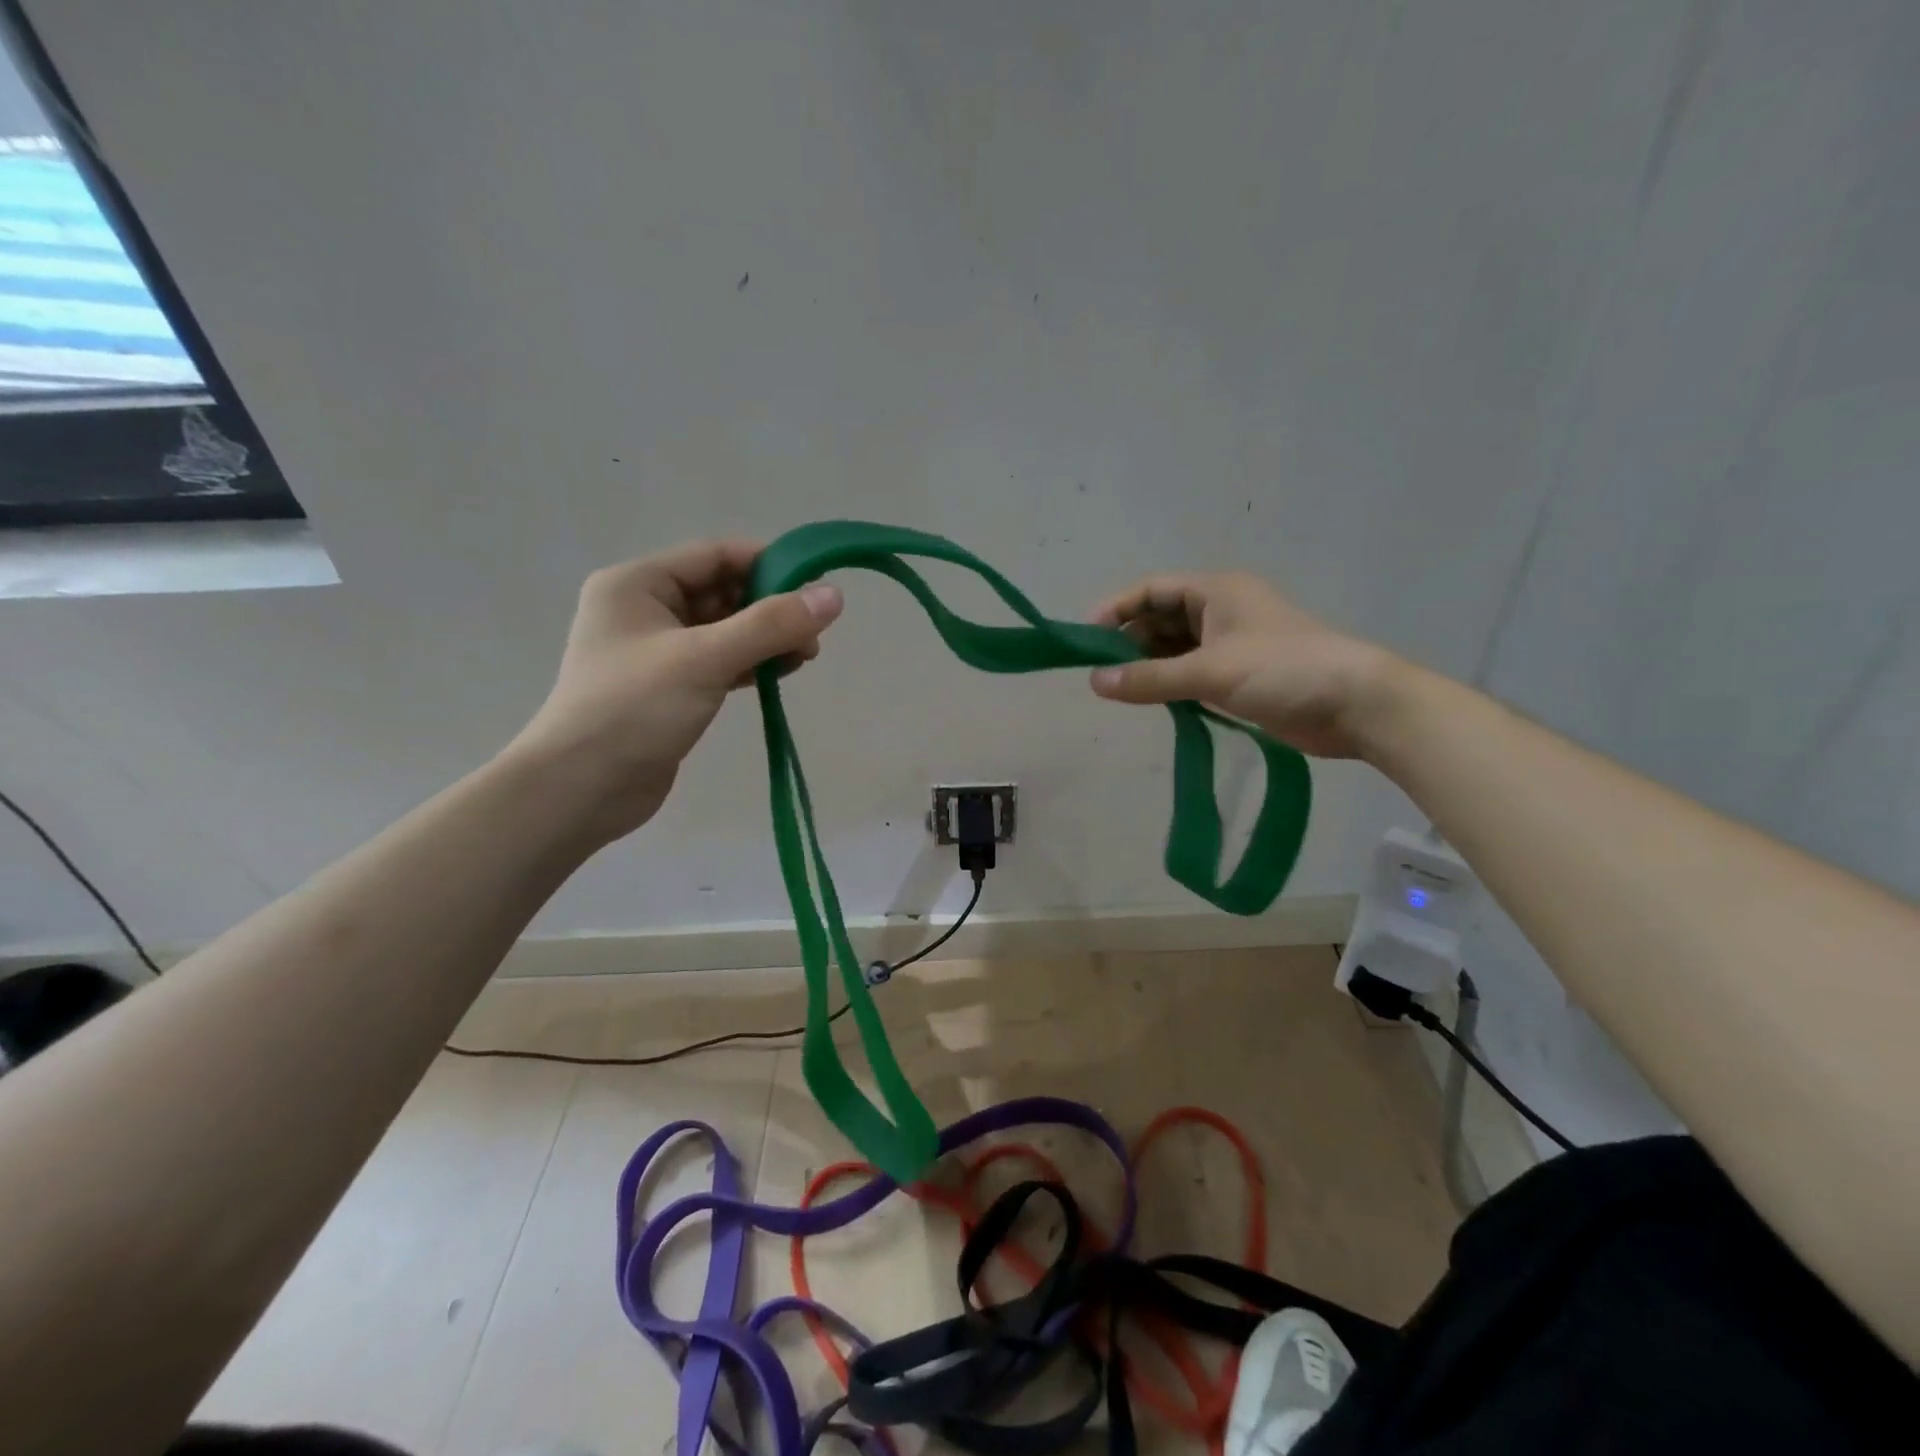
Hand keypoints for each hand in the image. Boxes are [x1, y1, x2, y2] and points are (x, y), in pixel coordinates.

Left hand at [507, 539, 842, 841]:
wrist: (580, 790)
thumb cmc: (634, 709)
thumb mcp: (705, 658)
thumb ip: (771, 624)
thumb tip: (834, 595)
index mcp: (637, 584)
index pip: (715, 555)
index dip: (768, 563)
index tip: (816, 585)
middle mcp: (644, 609)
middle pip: (722, 592)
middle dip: (771, 608)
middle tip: (815, 633)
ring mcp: (656, 651)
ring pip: (725, 630)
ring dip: (766, 638)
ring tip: (806, 656)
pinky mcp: (670, 688)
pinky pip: (719, 662)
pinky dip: (751, 664)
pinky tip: (781, 674)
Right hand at [1088, 571, 1397, 758]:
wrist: (1356, 705)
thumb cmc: (1283, 670)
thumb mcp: (1209, 671)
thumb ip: (1149, 678)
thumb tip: (1094, 684)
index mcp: (1216, 591)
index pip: (1152, 590)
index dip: (1116, 610)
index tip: (1085, 639)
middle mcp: (1221, 611)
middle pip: (1160, 619)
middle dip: (1129, 642)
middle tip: (1100, 674)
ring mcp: (1232, 644)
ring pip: (1175, 648)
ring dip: (1149, 665)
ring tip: (1119, 690)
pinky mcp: (1240, 676)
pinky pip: (1191, 672)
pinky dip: (1169, 683)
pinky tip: (1152, 700)